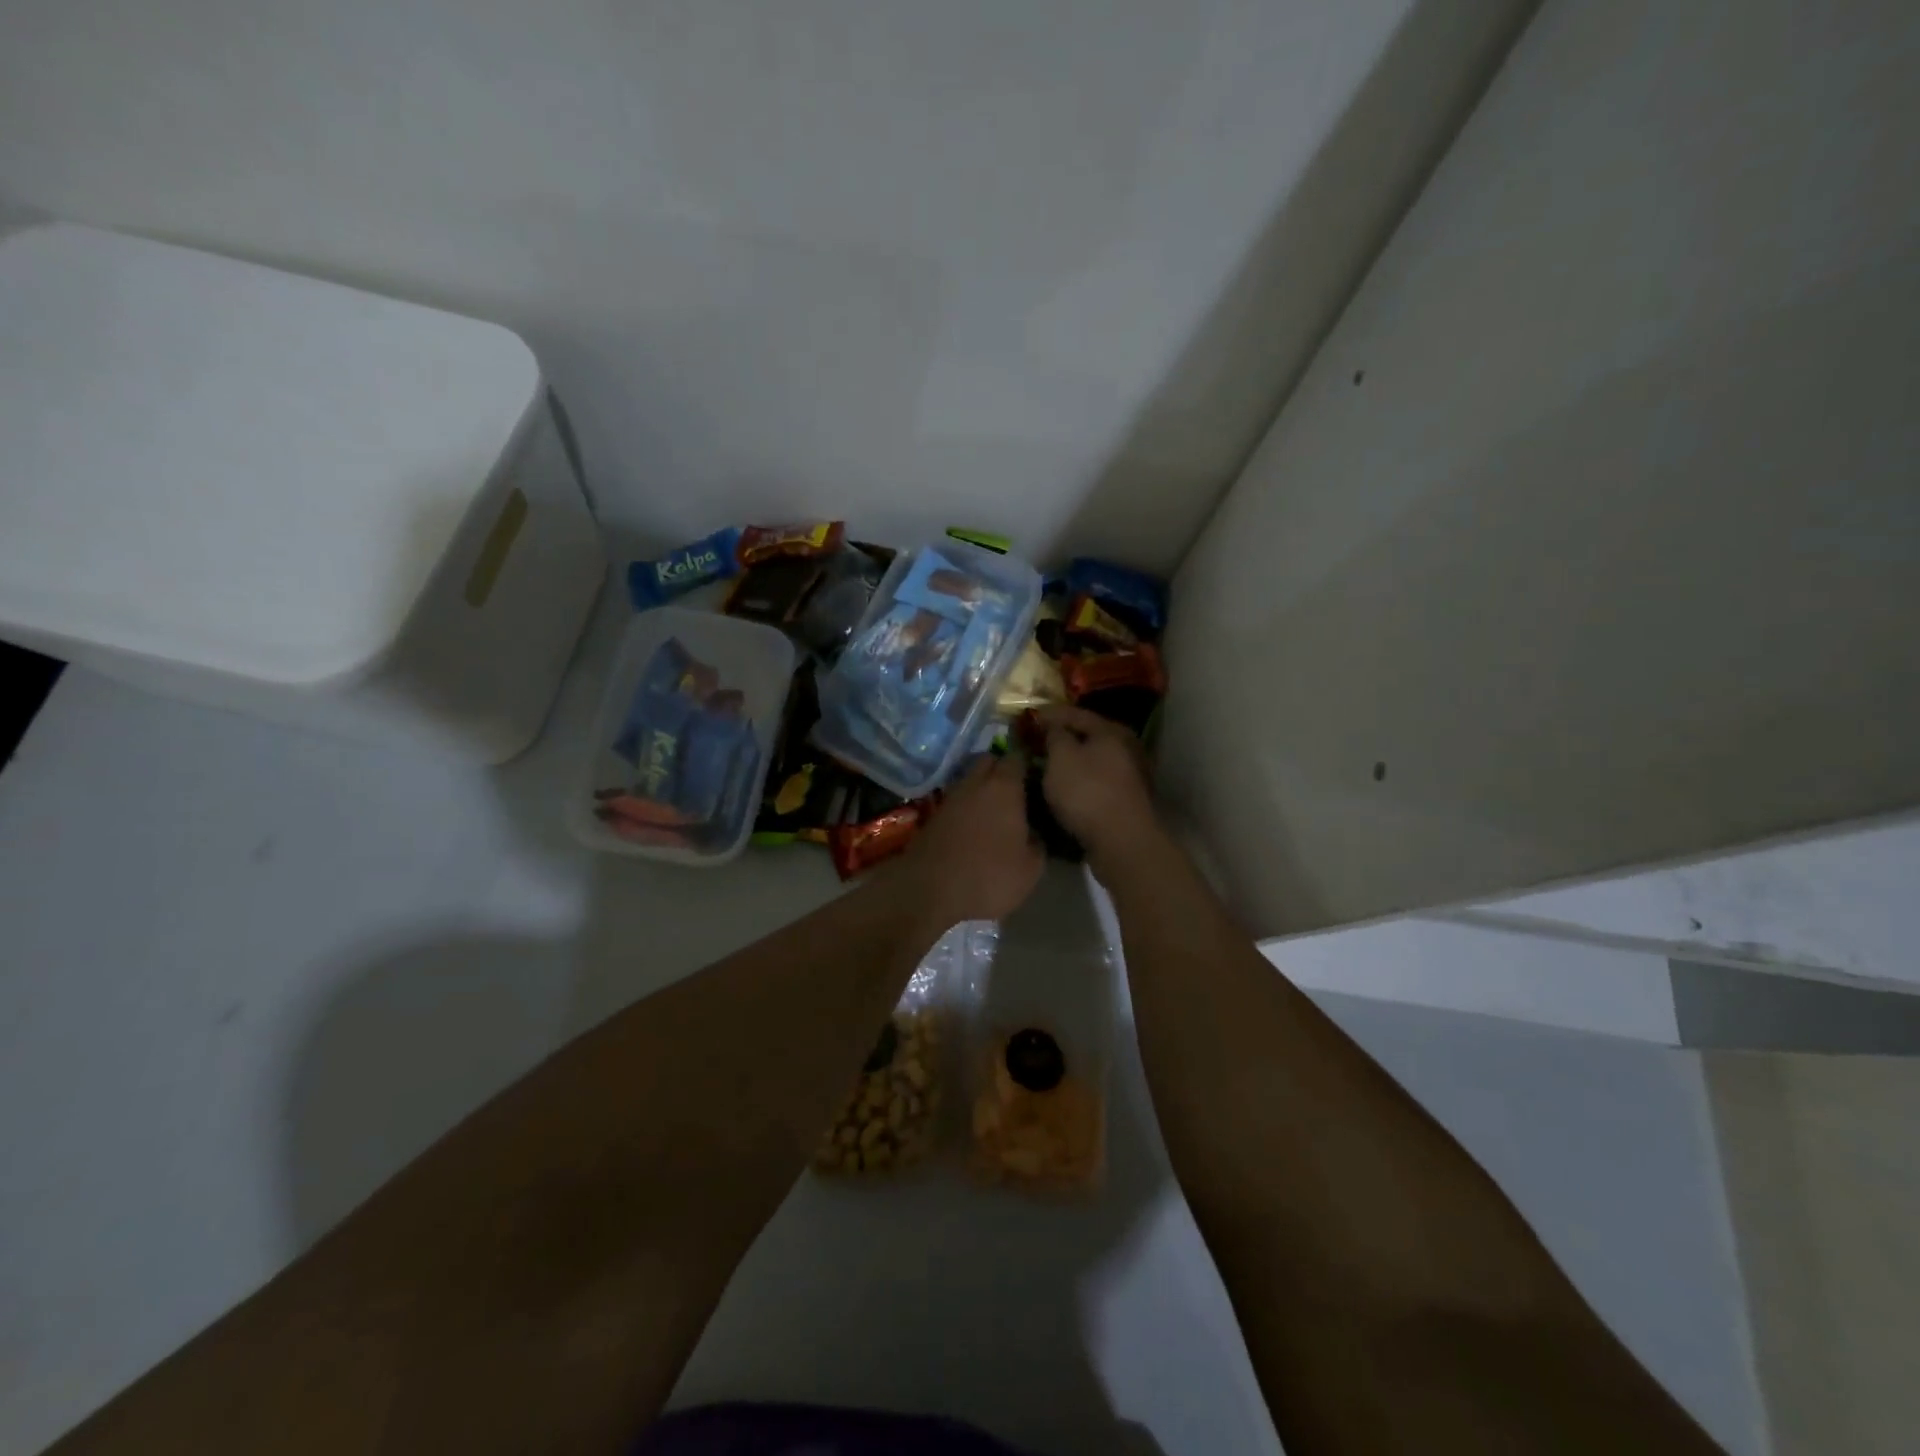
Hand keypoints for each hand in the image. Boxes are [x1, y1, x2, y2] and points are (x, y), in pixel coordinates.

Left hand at [903, 755, 1043, 924]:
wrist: (930, 892)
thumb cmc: (989, 876)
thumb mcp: (1030, 868)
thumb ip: (1037, 843)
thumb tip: (1032, 833)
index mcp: (1004, 788)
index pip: (1016, 758)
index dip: (1027, 764)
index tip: (1035, 778)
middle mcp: (974, 784)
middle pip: (988, 761)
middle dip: (1000, 770)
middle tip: (1015, 793)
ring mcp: (949, 798)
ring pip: (969, 781)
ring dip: (981, 790)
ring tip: (994, 814)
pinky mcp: (932, 816)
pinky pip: (955, 802)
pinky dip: (965, 808)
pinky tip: (972, 829)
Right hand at [1036, 705, 1159, 875]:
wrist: (1121, 841)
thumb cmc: (1087, 792)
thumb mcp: (1061, 756)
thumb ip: (1054, 735)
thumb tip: (1053, 726)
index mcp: (1111, 731)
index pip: (1074, 713)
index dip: (1048, 714)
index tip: (1027, 718)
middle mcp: (1125, 747)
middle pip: (1086, 736)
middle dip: (1059, 738)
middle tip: (1034, 741)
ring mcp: (1128, 775)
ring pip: (1090, 760)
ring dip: (1068, 761)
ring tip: (1043, 765)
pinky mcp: (1124, 799)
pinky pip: (1094, 780)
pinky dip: (1077, 779)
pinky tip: (1061, 786)